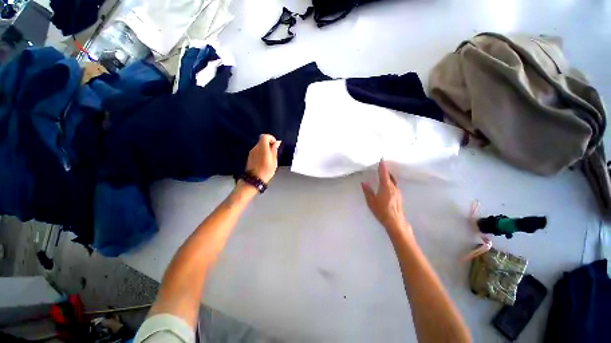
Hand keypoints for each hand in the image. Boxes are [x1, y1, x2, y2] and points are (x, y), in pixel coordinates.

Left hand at [246, 134, 280, 182]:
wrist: (254, 179)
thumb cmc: (266, 170)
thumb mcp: (274, 160)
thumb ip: (274, 149)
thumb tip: (277, 142)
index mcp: (262, 147)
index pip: (265, 136)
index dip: (271, 138)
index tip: (275, 144)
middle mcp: (255, 148)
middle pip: (262, 141)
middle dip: (268, 144)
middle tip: (274, 152)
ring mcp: (251, 152)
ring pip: (259, 146)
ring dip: (265, 149)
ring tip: (270, 158)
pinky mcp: (250, 157)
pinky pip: (257, 151)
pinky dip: (261, 153)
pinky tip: (264, 161)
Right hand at [361, 161, 411, 236]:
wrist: (395, 222)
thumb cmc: (381, 211)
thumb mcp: (371, 201)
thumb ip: (367, 191)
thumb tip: (364, 182)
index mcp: (386, 187)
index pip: (384, 174)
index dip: (382, 166)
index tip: (381, 160)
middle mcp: (393, 187)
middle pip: (390, 176)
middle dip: (385, 171)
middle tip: (381, 167)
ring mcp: (398, 192)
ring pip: (393, 181)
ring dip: (388, 177)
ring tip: (383, 176)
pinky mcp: (399, 197)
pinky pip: (394, 186)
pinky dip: (390, 183)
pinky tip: (387, 187)